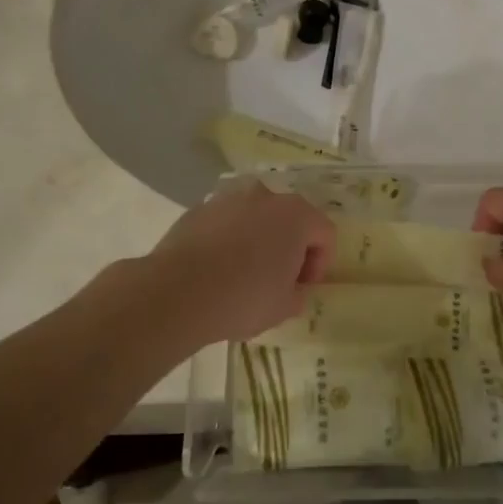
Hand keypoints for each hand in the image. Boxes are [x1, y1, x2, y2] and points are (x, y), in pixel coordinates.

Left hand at [139, 182, 334, 347]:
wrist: (178, 291)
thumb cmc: (244, 298)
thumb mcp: (284, 308)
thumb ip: (297, 293)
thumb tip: (292, 288)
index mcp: (296, 215)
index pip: (324, 233)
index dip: (320, 262)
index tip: (303, 287)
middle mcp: (265, 195)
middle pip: (289, 218)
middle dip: (289, 246)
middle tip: (279, 279)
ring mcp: (229, 197)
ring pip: (255, 216)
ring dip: (257, 238)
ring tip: (244, 271)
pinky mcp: (199, 207)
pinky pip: (225, 221)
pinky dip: (228, 237)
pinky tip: (216, 267)